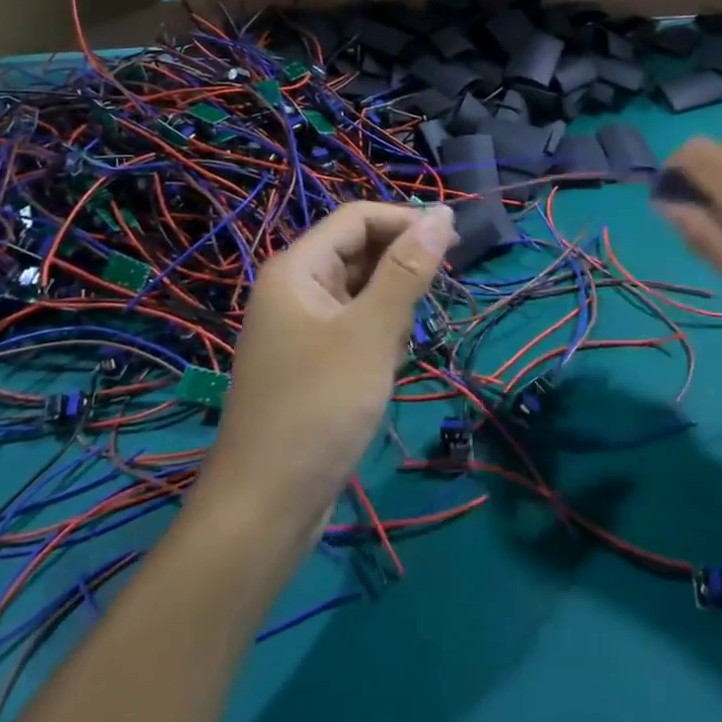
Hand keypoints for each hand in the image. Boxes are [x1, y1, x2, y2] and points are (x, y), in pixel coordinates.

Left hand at [193, 202, 457, 534]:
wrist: (266, 508)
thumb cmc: (319, 408)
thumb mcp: (371, 333)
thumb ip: (408, 270)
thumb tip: (442, 213)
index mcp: (297, 268)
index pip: (358, 218)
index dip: (406, 221)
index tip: (456, 240)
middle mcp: (294, 288)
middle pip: (359, 252)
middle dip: (398, 273)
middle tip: (428, 307)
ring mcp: (299, 326)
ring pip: (361, 292)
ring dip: (389, 312)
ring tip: (392, 353)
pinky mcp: (310, 359)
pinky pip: (353, 326)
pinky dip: (376, 339)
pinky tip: (382, 372)